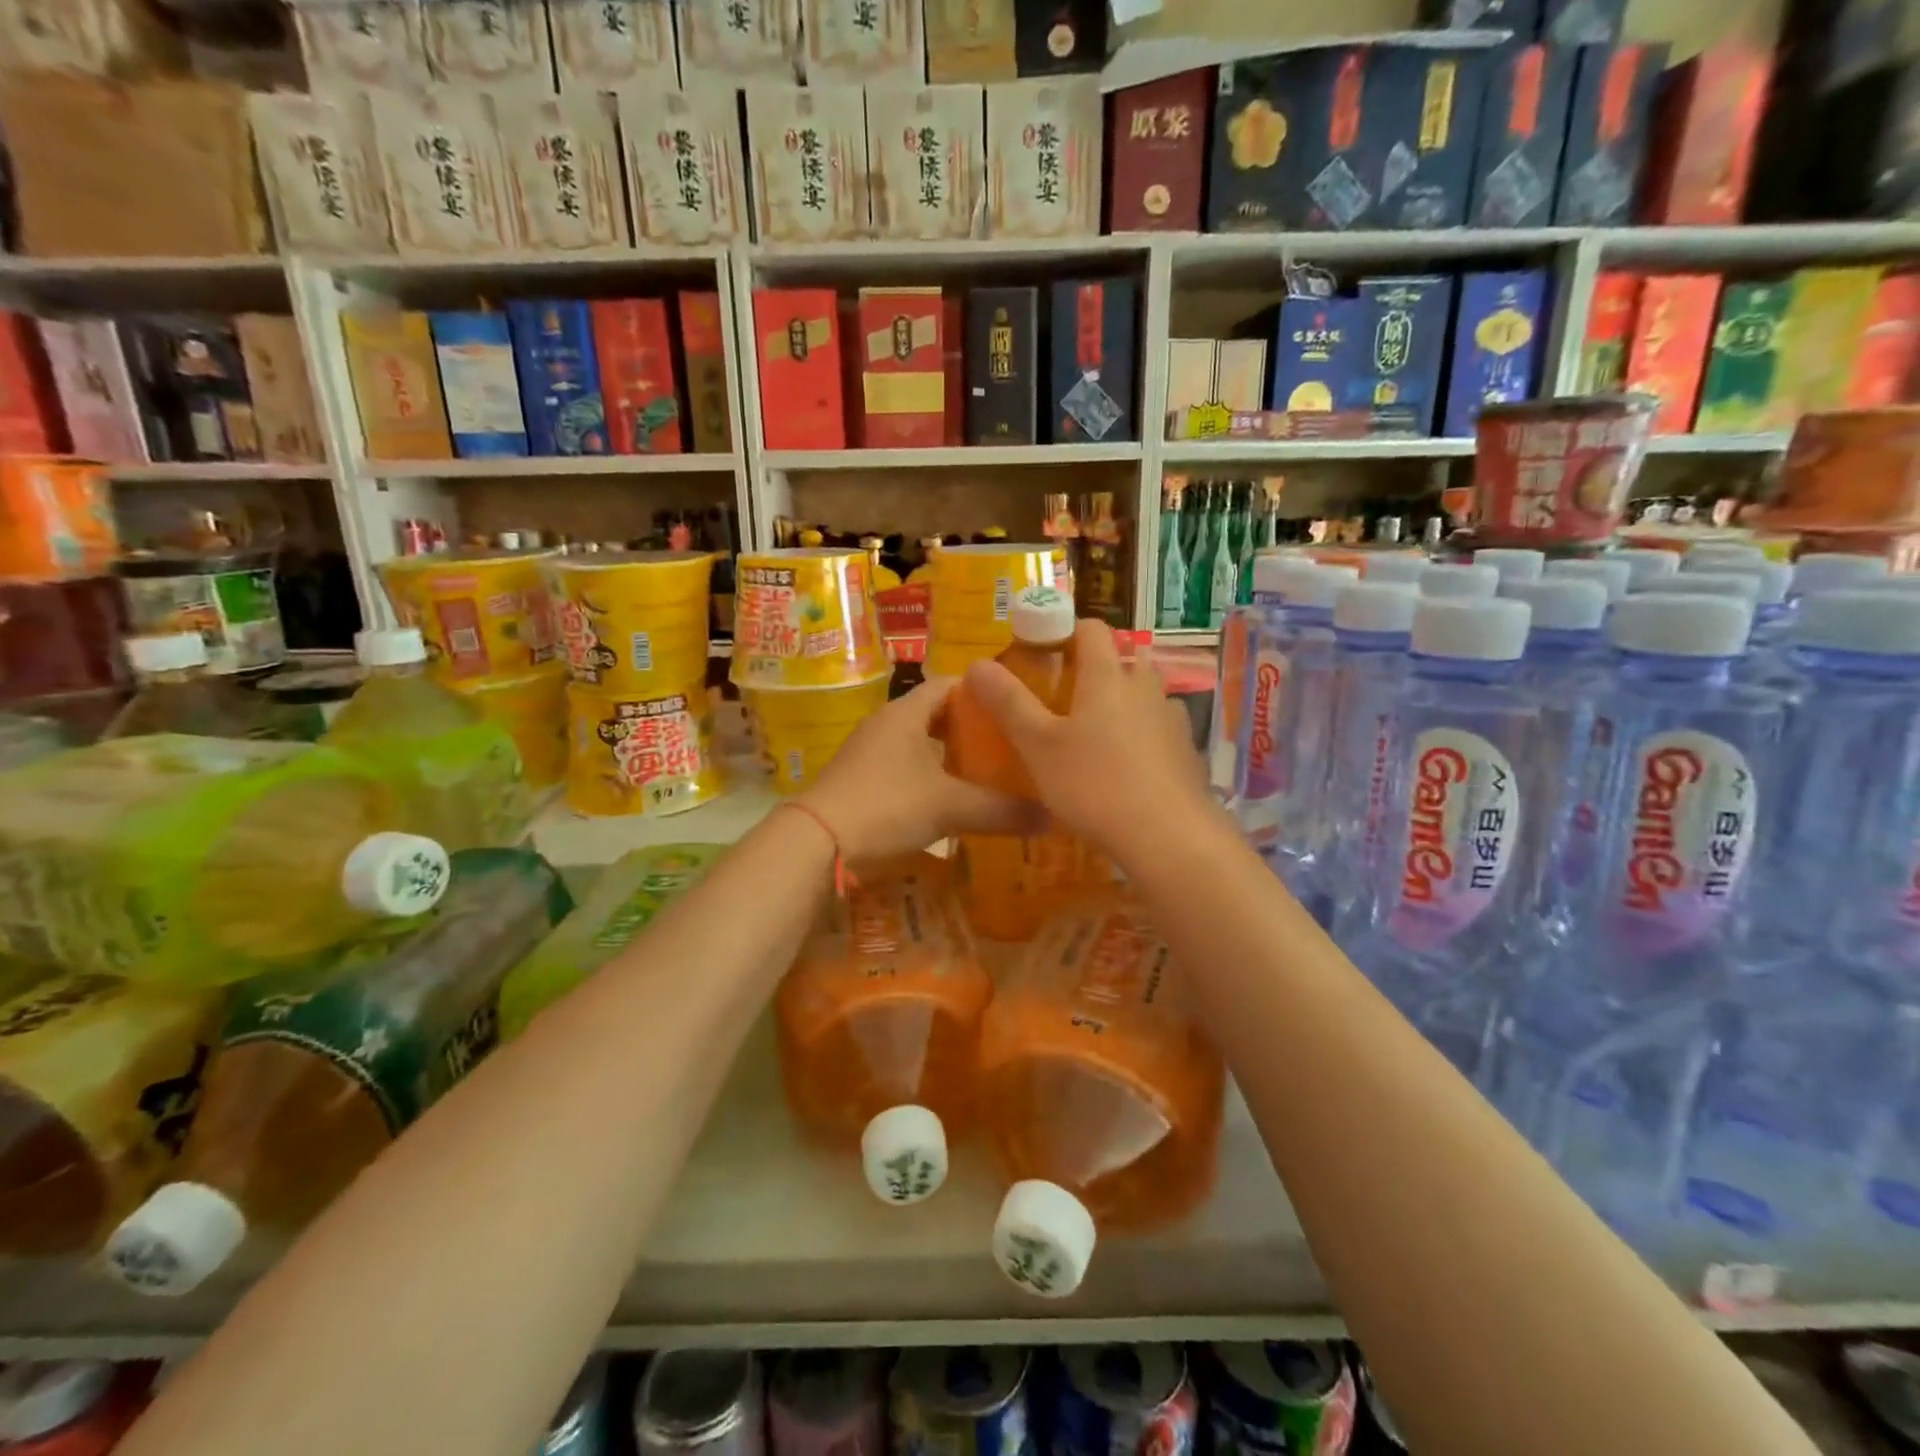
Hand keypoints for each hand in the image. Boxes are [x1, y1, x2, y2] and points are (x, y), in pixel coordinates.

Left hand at [797, 676, 1043, 865]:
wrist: (818, 841)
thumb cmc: (887, 805)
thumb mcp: (950, 806)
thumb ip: (1001, 810)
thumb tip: (1052, 817)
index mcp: (906, 713)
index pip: (949, 684)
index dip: (981, 691)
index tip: (1012, 706)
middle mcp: (885, 724)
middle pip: (934, 714)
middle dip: (969, 727)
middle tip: (1006, 743)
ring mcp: (868, 753)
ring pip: (917, 743)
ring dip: (947, 754)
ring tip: (984, 771)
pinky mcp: (860, 780)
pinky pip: (902, 768)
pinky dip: (928, 776)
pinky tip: (948, 800)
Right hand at [961, 620, 1214, 863]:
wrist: (1169, 837)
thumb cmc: (1094, 785)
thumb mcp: (1038, 747)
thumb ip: (1008, 703)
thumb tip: (977, 663)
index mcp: (1107, 677)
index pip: (1091, 629)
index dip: (1065, 630)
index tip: (1041, 650)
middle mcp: (1145, 687)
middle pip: (1123, 658)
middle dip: (1095, 668)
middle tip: (1064, 695)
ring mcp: (1171, 719)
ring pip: (1144, 694)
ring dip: (1121, 701)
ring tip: (1093, 732)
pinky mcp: (1186, 752)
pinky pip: (1158, 728)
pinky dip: (1140, 734)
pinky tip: (1124, 766)